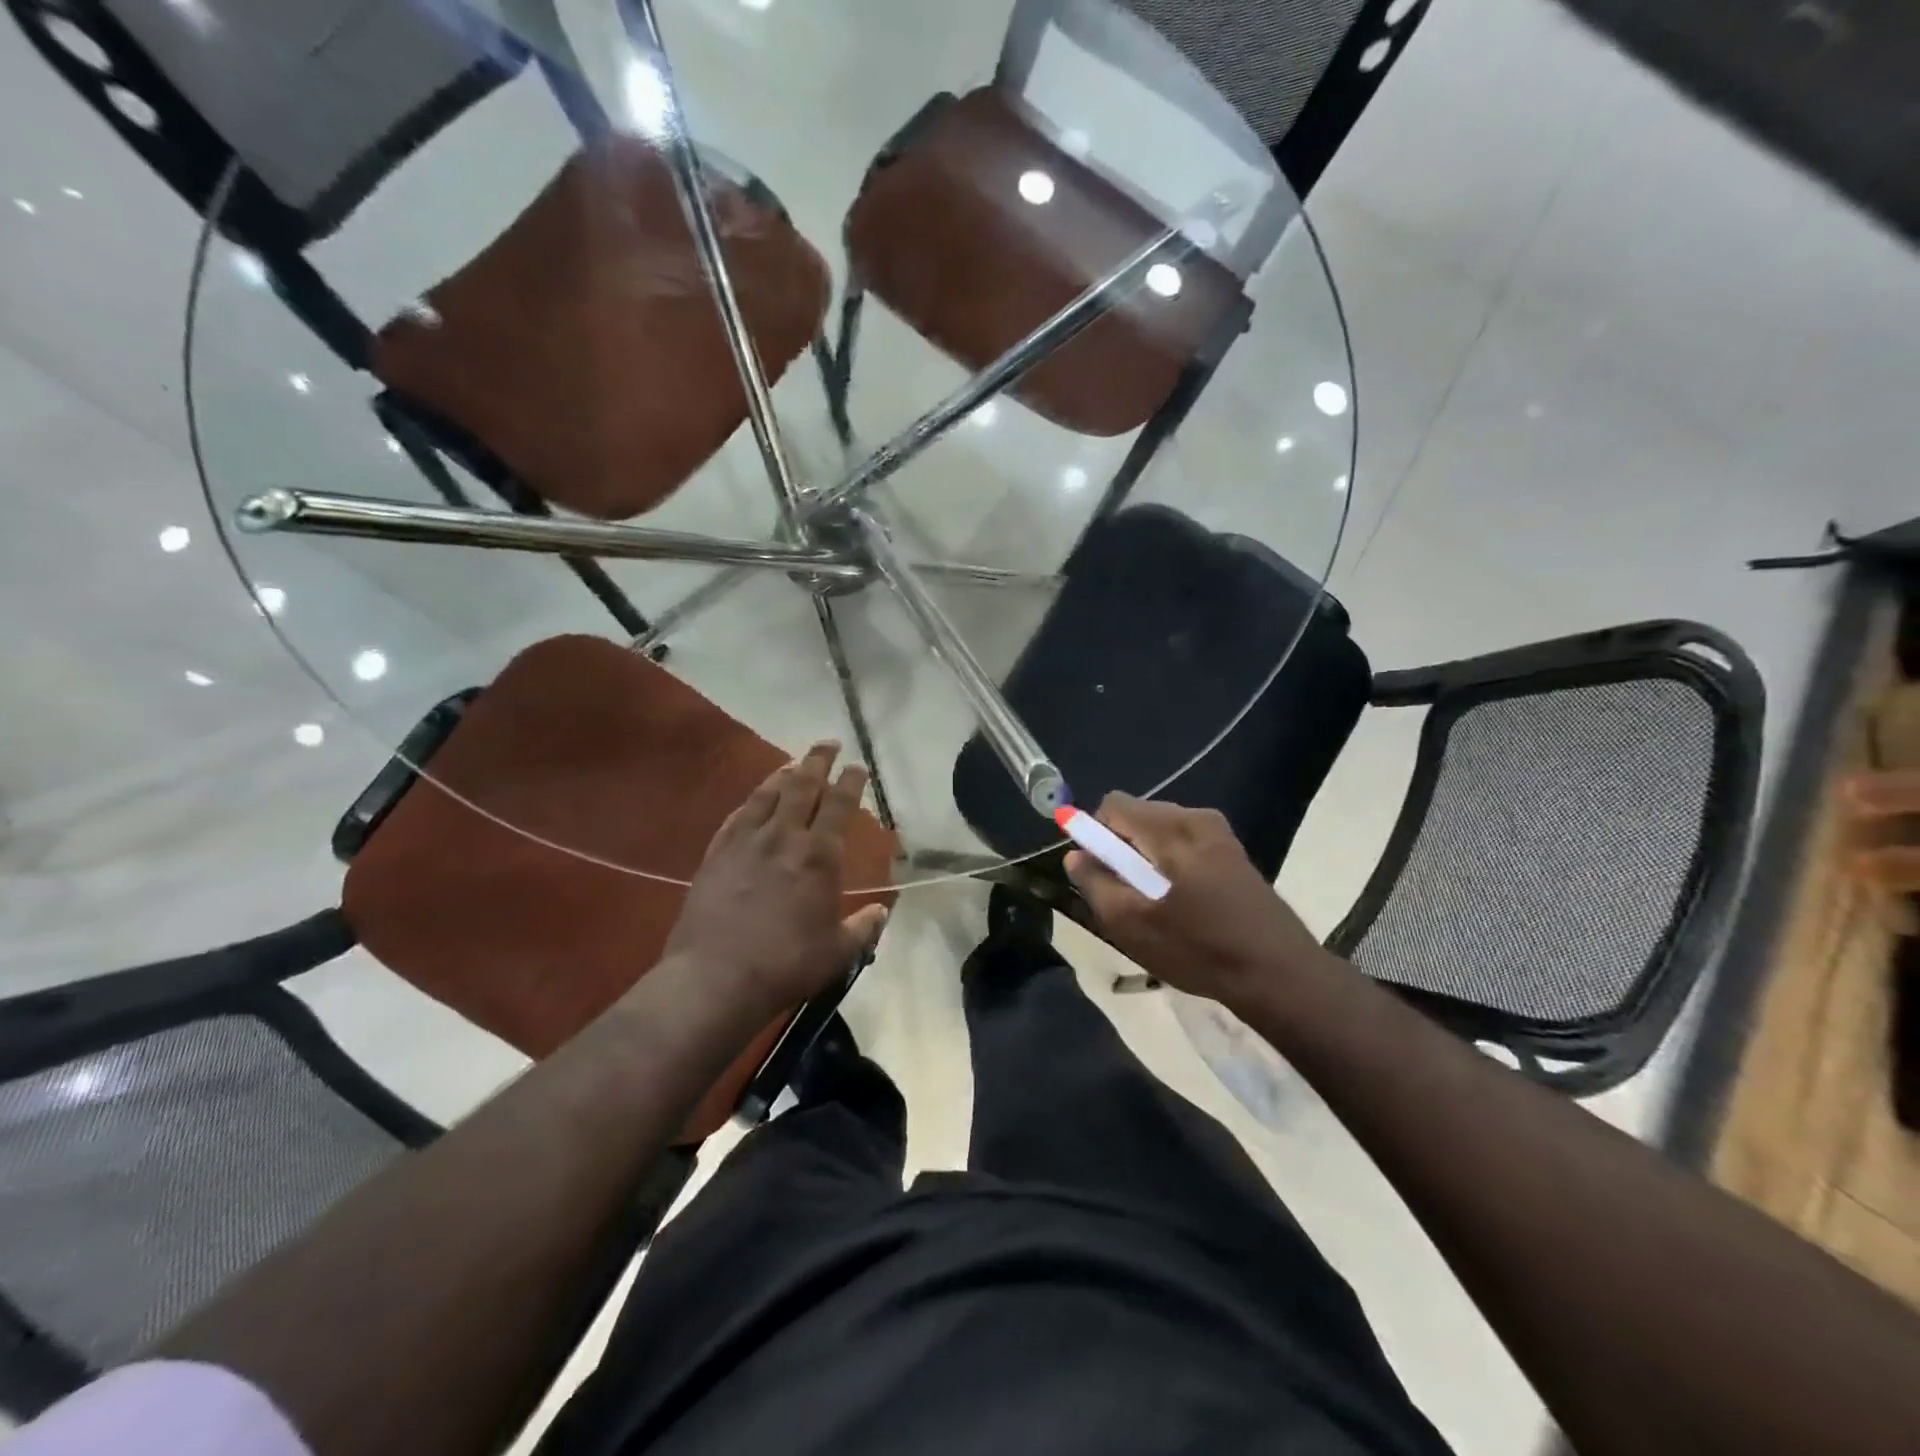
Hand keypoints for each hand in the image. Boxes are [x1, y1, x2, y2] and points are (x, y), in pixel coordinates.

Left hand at [663, 742, 889, 1019]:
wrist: (716, 977)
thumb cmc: (786, 964)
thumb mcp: (838, 952)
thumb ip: (863, 929)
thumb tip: (881, 913)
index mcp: (819, 856)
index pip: (839, 805)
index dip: (850, 781)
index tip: (858, 766)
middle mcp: (784, 837)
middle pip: (803, 786)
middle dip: (818, 760)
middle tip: (828, 742)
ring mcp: (745, 842)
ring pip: (768, 794)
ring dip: (785, 773)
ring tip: (795, 763)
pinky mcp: (716, 853)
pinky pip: (737, 815)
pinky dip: (752, 800)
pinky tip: (755, 798)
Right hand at [1064, 793, 1335, 1007]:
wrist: (1280, 975)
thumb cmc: (1200, 949)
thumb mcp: (1132, 925)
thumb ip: (1096, 884)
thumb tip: (1076, 856)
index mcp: (1171, 829)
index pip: (1114, 805)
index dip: (1095, 835)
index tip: (1100, 875)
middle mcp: (1197, 818)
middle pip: (1138, 816)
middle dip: (1121, 849)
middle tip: (1126, 897)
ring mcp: (1221, 834)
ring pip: (1161, 832)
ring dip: (1146, 860)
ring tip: (1154, 906)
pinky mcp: (1234, 853)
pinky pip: (1185, 845)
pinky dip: (1171, 866)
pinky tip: (1182, 907)